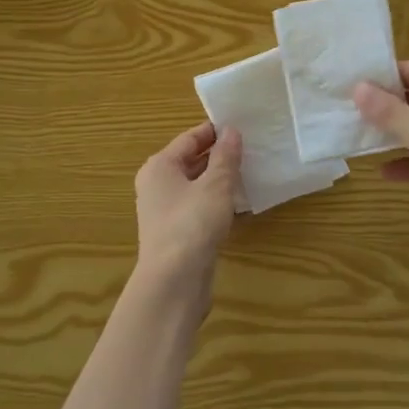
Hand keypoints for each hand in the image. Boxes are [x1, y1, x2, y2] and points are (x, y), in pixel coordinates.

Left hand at [133, 122, 242, 296]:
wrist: (173, 282)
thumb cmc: (192, 224)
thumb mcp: (215, 185)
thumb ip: (225, 157)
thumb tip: (232, 131)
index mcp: (160, 166)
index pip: (190, 138)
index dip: (216, 131)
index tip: (243, 126)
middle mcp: (157, 185)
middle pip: (191, 161)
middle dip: (219, 155)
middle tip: (252, 149)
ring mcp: (165, 211)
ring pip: (196, 186)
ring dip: (220, 180)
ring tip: (250, 173)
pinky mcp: (176, 233)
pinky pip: (199, 208)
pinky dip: (217, 202)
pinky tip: (240, 205)